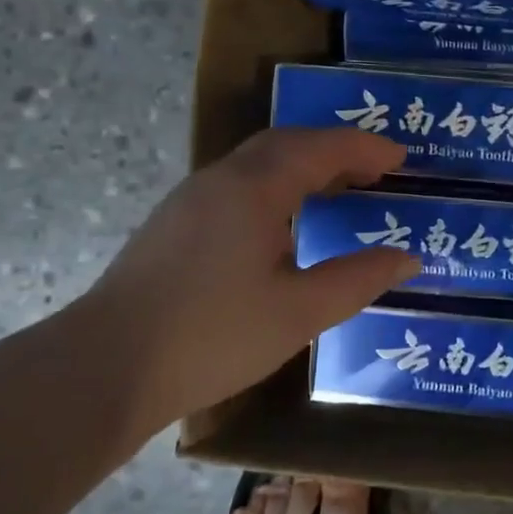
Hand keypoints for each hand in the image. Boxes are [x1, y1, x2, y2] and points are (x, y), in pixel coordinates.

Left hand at [77, 128, 420, 434]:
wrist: (104, 369)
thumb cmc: (213, 336)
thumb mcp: (300, 312)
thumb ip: (358, 279)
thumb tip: (408, 258)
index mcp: (255, 189)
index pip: (320, 149)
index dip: (365, 149)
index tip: (402, 158)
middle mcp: (220, 180)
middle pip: (286, 144)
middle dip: (336, 150)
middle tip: (376, 171)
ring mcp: (189, 201)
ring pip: (257, 163)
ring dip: (304, 166)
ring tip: (338, 191)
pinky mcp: (172, 225)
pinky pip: (237, 185)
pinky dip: (276, 186)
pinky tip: (284, 223)